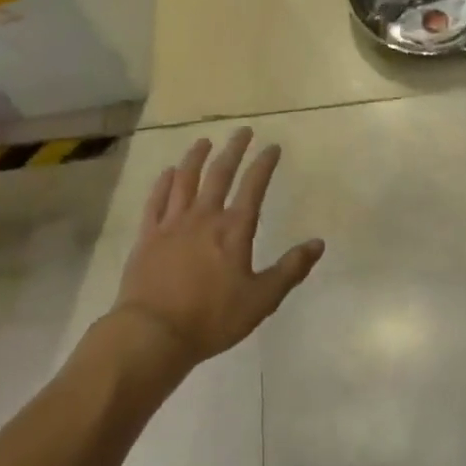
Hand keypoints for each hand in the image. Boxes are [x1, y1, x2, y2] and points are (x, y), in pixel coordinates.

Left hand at [109, 128, 324, 367]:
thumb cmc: (212, 318)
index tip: (272, 147)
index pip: (253, 186)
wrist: (153, 334)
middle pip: (220, 174)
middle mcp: (204, 217)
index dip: (264, 164)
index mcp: (234, 229)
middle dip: (233, 149)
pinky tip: (168, 173)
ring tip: (204, 142)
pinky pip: (156, 201)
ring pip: (185, 180)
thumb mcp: (261, 300)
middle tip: (243, 131)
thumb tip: (318, 243)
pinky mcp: (148, 236)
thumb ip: (290, 270)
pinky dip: (163, 183)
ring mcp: (172, 224)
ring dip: (196, 158)